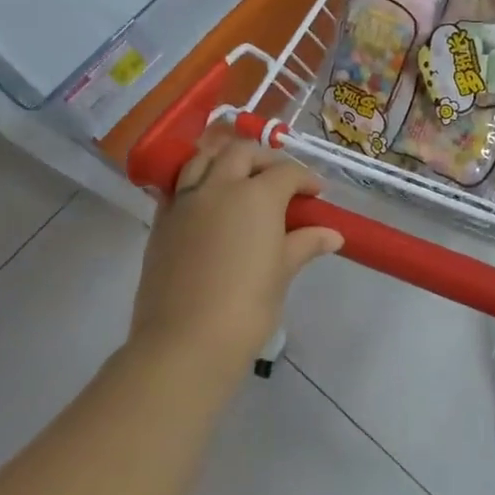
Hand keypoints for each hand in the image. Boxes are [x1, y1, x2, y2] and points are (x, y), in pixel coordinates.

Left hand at [129, 133, 343, 382]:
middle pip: (242, 153)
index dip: (305, 179)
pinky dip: (198, 182)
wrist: (185, 342)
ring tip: (240, 180)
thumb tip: (332, 235)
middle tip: (280, 181)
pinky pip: (180, 186)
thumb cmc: (247, 308)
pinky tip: (209, 204)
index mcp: (256, 195)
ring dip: (226, 160)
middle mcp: (219, 186)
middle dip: (265, 160)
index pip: (286, 172)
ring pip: (204, 159)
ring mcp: (185, 201)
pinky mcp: (162, 221)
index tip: (316, 195)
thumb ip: (304, 244)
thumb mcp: (282, 273)